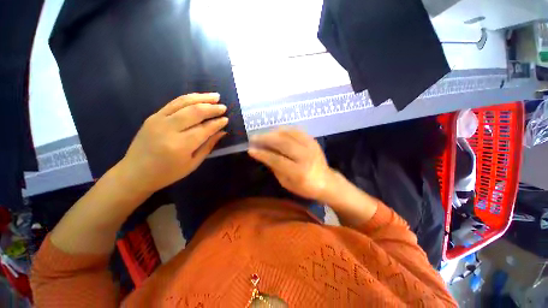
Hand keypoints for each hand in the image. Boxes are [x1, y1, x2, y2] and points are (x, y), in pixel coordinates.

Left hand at [119, 93, 227, 193]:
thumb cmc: (168, 173)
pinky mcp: (153, 116)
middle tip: (223, 107)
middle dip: (212, 108)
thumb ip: (208, 146)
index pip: (204, 129)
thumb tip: (222, 132)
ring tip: (215, 96)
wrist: (135, 173)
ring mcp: (158, 120)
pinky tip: (198, 98)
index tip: (226, 119)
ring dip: (202, 98)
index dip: (217, 123)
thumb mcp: (193, 164)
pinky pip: (174, 103)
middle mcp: (169, 129)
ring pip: (184, 102)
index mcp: (180, 145)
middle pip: (195, 112)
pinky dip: (188, 98)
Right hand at [248, 128, 334, 200]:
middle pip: (283, 143)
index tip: (251, 150)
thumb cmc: (305, 187)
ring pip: (289, 134)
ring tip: (263, 134)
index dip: (263, 154)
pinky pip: (296, 131)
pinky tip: (276, 131)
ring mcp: (311, 146)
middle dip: (266, 139)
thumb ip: (275, 168)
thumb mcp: (287, 183)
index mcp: (299, 172)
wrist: (327, 182)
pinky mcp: (313, 140)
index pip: (277, 160)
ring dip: (273, 132)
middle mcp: (306, 157)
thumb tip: (264, 154)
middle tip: (254, 137)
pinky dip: (284, 129)